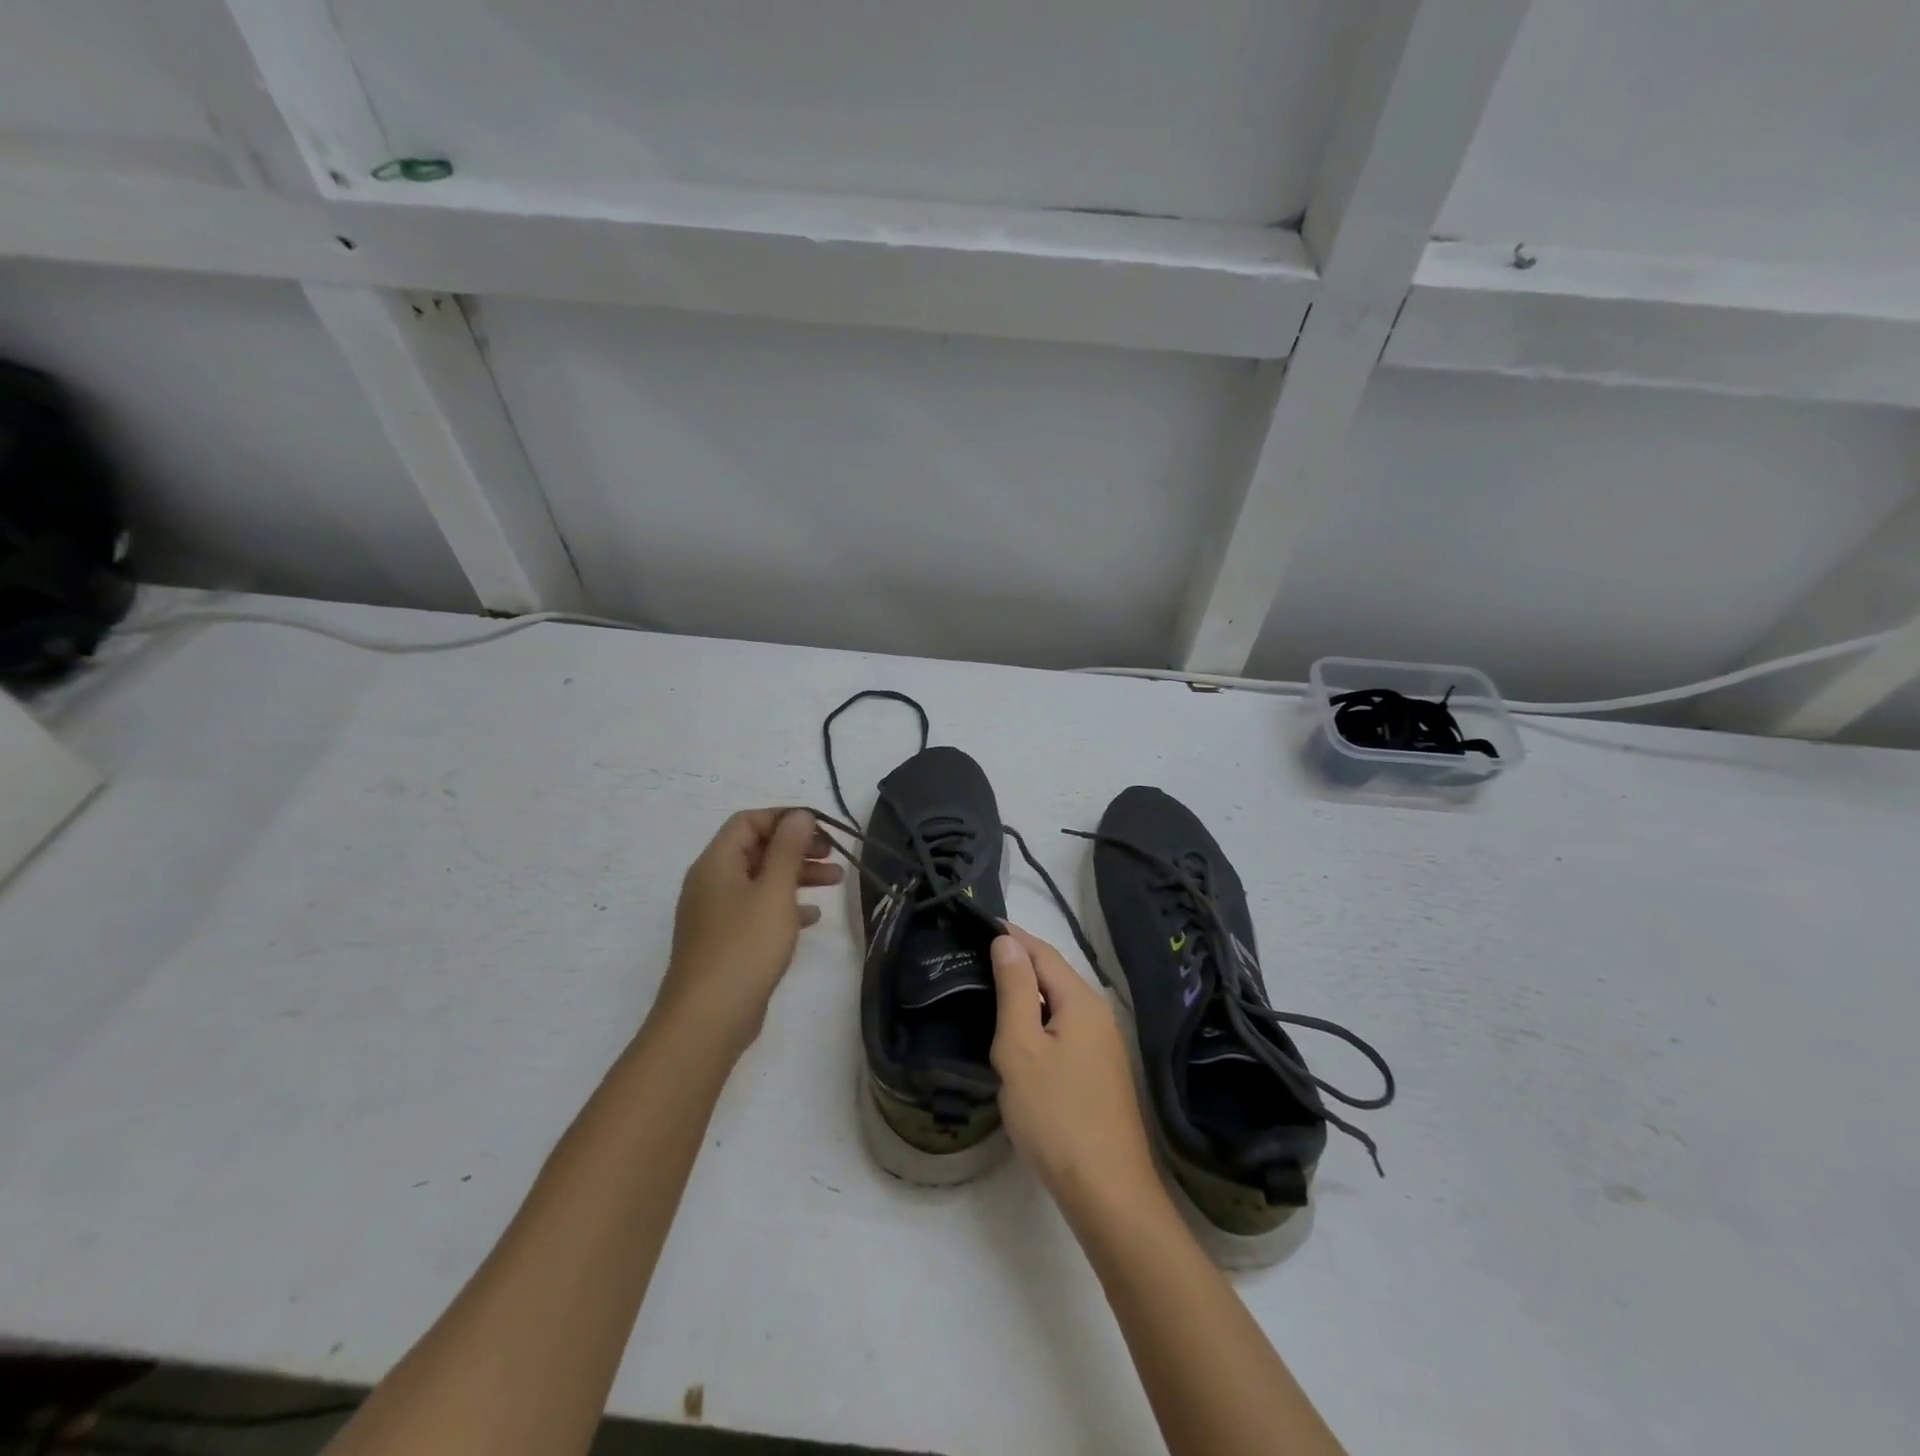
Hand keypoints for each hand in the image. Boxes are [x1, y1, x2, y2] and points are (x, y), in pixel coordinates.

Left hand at [653, 808, 842, 1057]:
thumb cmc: (744, 947)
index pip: (748, 821)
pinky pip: (758, 910)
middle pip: (756, 849)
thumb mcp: (774, 891)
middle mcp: (711, 883)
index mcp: (716, 863)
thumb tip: (799, 816)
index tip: (821, 829)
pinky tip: (812, 916)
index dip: (785, 818)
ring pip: (761, 880)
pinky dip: (786, 906)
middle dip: (797, 847)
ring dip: (797, 875)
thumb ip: (788, 849)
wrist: (707, 1020)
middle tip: (833, 855)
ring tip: (836, 881)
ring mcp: (716, 915)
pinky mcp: (726, 942)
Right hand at [990, 925, 1161, 1220]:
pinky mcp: (1099, 1069)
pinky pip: (1064, 1026)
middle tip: (977, 954)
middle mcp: (1097, 1013)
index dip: (1011, 936)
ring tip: (990, 986)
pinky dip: (1038, 1017)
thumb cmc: (1056, 1115)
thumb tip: (1008, 943)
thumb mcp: (1022, 1048)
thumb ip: (1015, 990)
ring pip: (1058, 1002)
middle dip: (1018, 960)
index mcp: (1080, 1000)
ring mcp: (1102, 1043)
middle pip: (1054, 973)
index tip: (979, 923)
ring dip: (1027, 990)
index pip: (1042, 952)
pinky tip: (1018, 1032)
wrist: (1107, 1190)